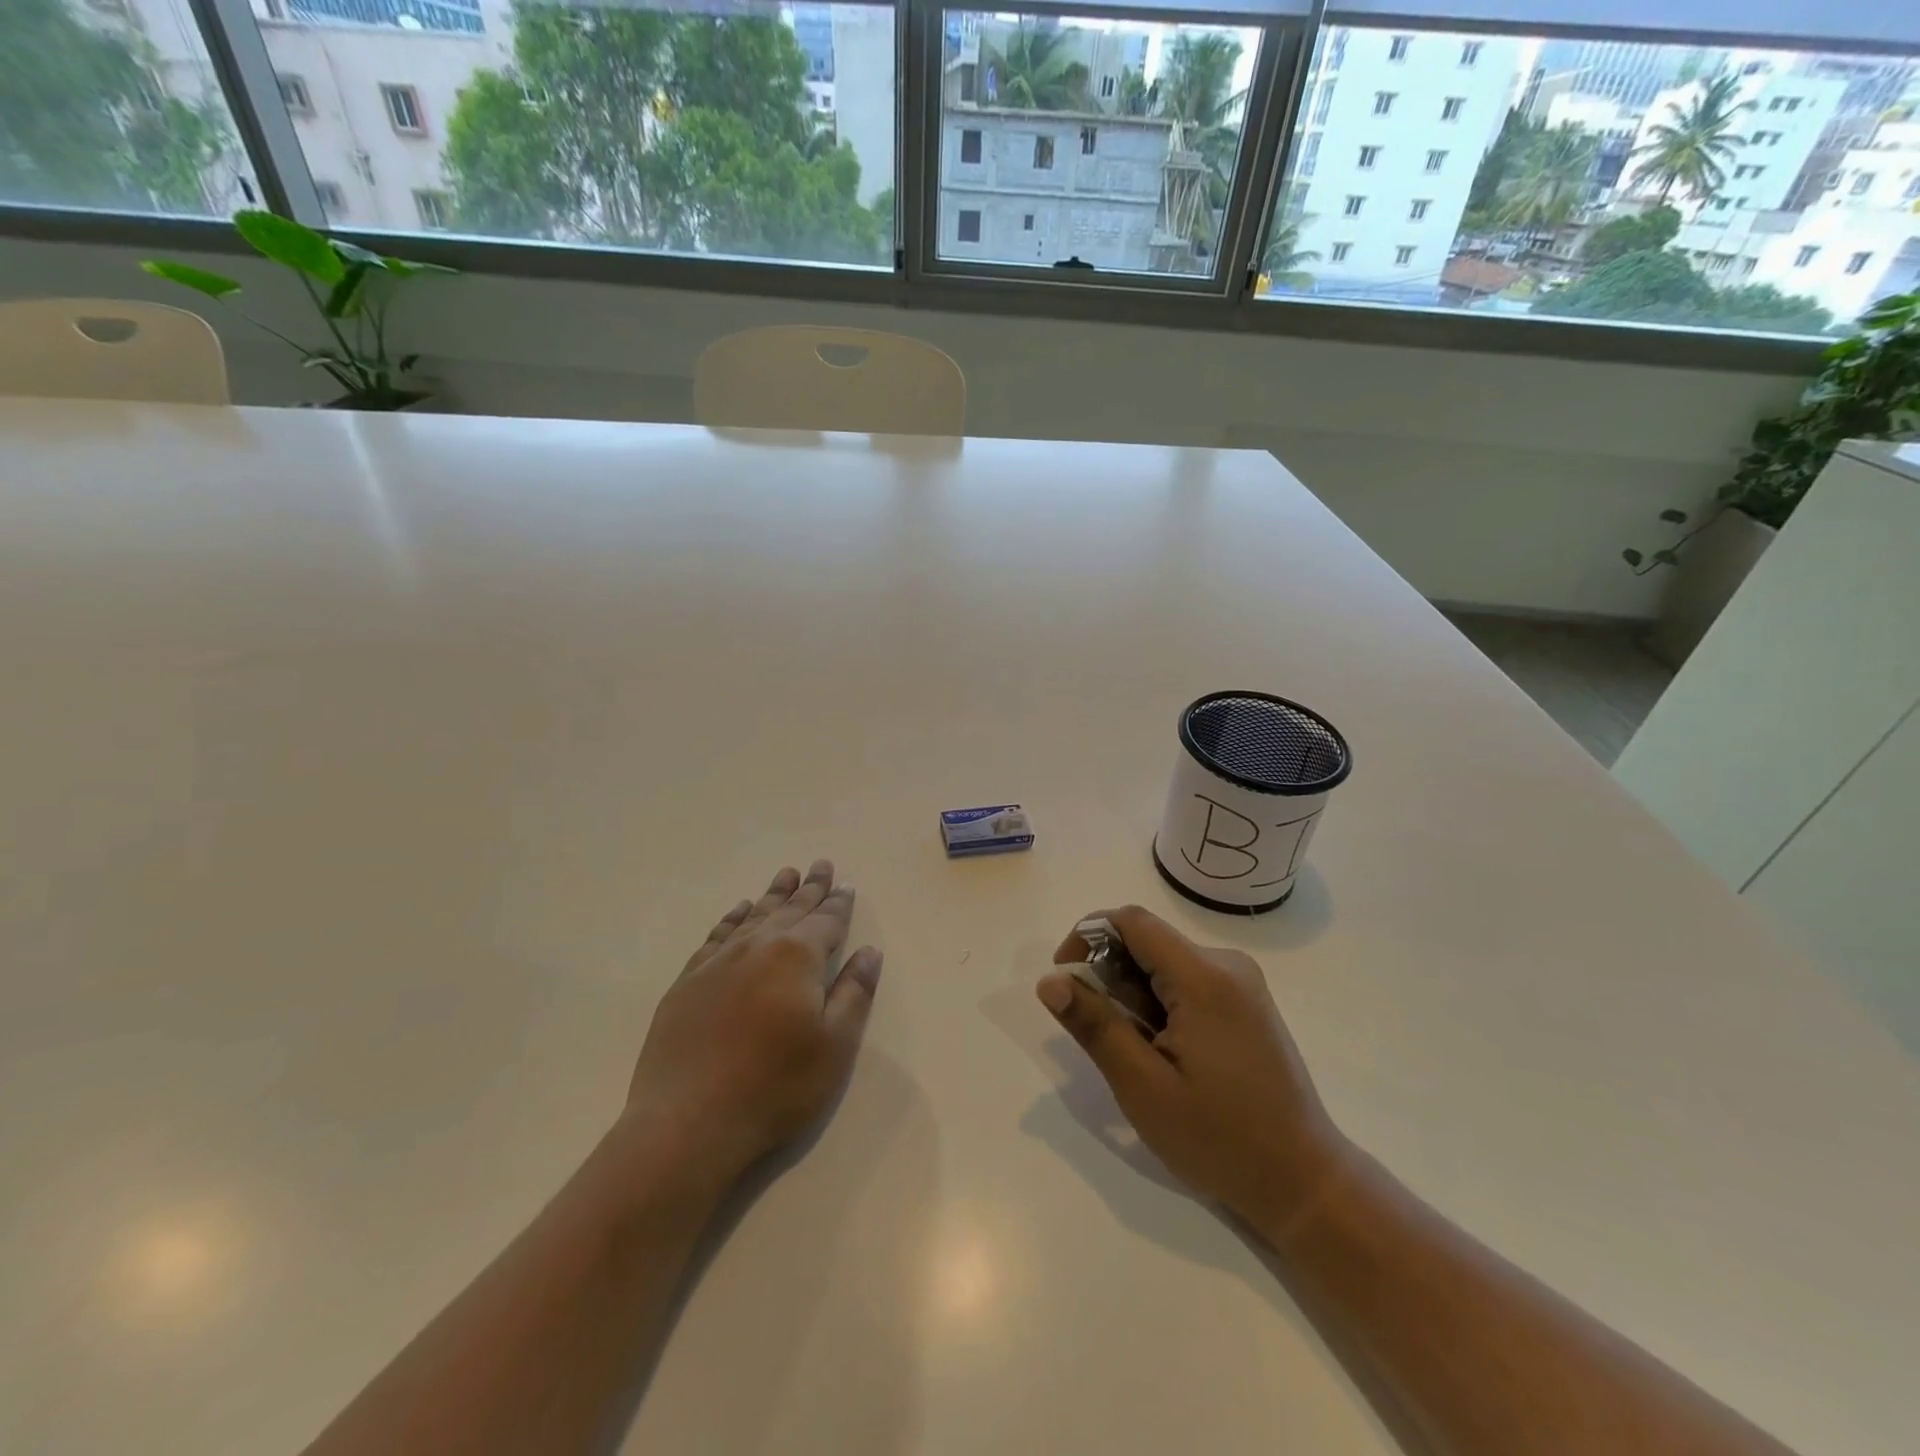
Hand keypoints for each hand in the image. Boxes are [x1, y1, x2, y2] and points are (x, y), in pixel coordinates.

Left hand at [625, 861, 881, 1178]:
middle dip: (810, 888)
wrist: (687, 1122)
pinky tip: (740, 911)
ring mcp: (718, 962)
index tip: (846, 885)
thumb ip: (855, 993)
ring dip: (774, 895)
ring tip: (786, 875)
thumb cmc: (775, 1086)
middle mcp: (758, 947)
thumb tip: (869, 951)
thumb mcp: (834, 1045)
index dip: (839, 903)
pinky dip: (733, 918)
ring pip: (754, 916)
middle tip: (821, 865)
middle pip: (791, 910)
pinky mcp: (688, 982)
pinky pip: (717, 935)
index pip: (826, 921)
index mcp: (797, 957)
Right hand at [1037, 905, 1345, 1239]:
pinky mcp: (1247, 1002)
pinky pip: (1187, 979)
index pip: (1131, 921)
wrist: (1303, 1181)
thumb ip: (1095, 1025)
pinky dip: (1160, 1002)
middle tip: (1104, 1035)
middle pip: (1147, 940)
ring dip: (1134, 993)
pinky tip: (1165, 1051)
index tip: (1066, 981)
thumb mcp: (1143, 1086)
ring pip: (1164, 962)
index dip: (1087, 937)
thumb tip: (1049, 981)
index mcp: (1204, 977)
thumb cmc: (1218, 1138)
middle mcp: (1227, 964)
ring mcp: (1242, 982)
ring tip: (1140, 1053)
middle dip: (1111, 975)